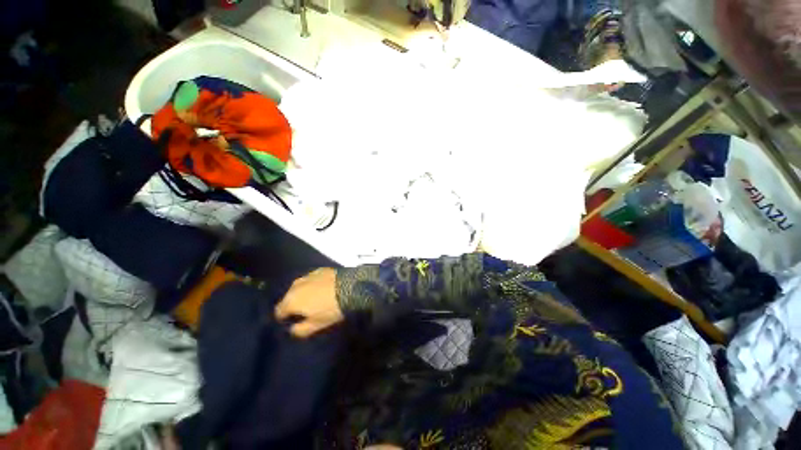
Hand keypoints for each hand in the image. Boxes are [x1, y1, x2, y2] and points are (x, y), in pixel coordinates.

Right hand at [275, 268, 343, 337]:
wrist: (351, 287)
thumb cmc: (331, 309)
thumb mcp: (316, 324)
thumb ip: (299, 330)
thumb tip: (291, 329)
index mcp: (291, 300)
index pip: (278, 311)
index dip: (284, 317)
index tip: (292, 321)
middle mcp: (295, 286)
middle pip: (288, 297)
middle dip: (293, 304)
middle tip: (305, 310)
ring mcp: (308, 275)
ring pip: (299, 286)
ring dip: (303, 292)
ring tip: (314, 298)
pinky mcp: (320, 270)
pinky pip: (311, 279)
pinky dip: (313, 284)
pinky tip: (323, 287)